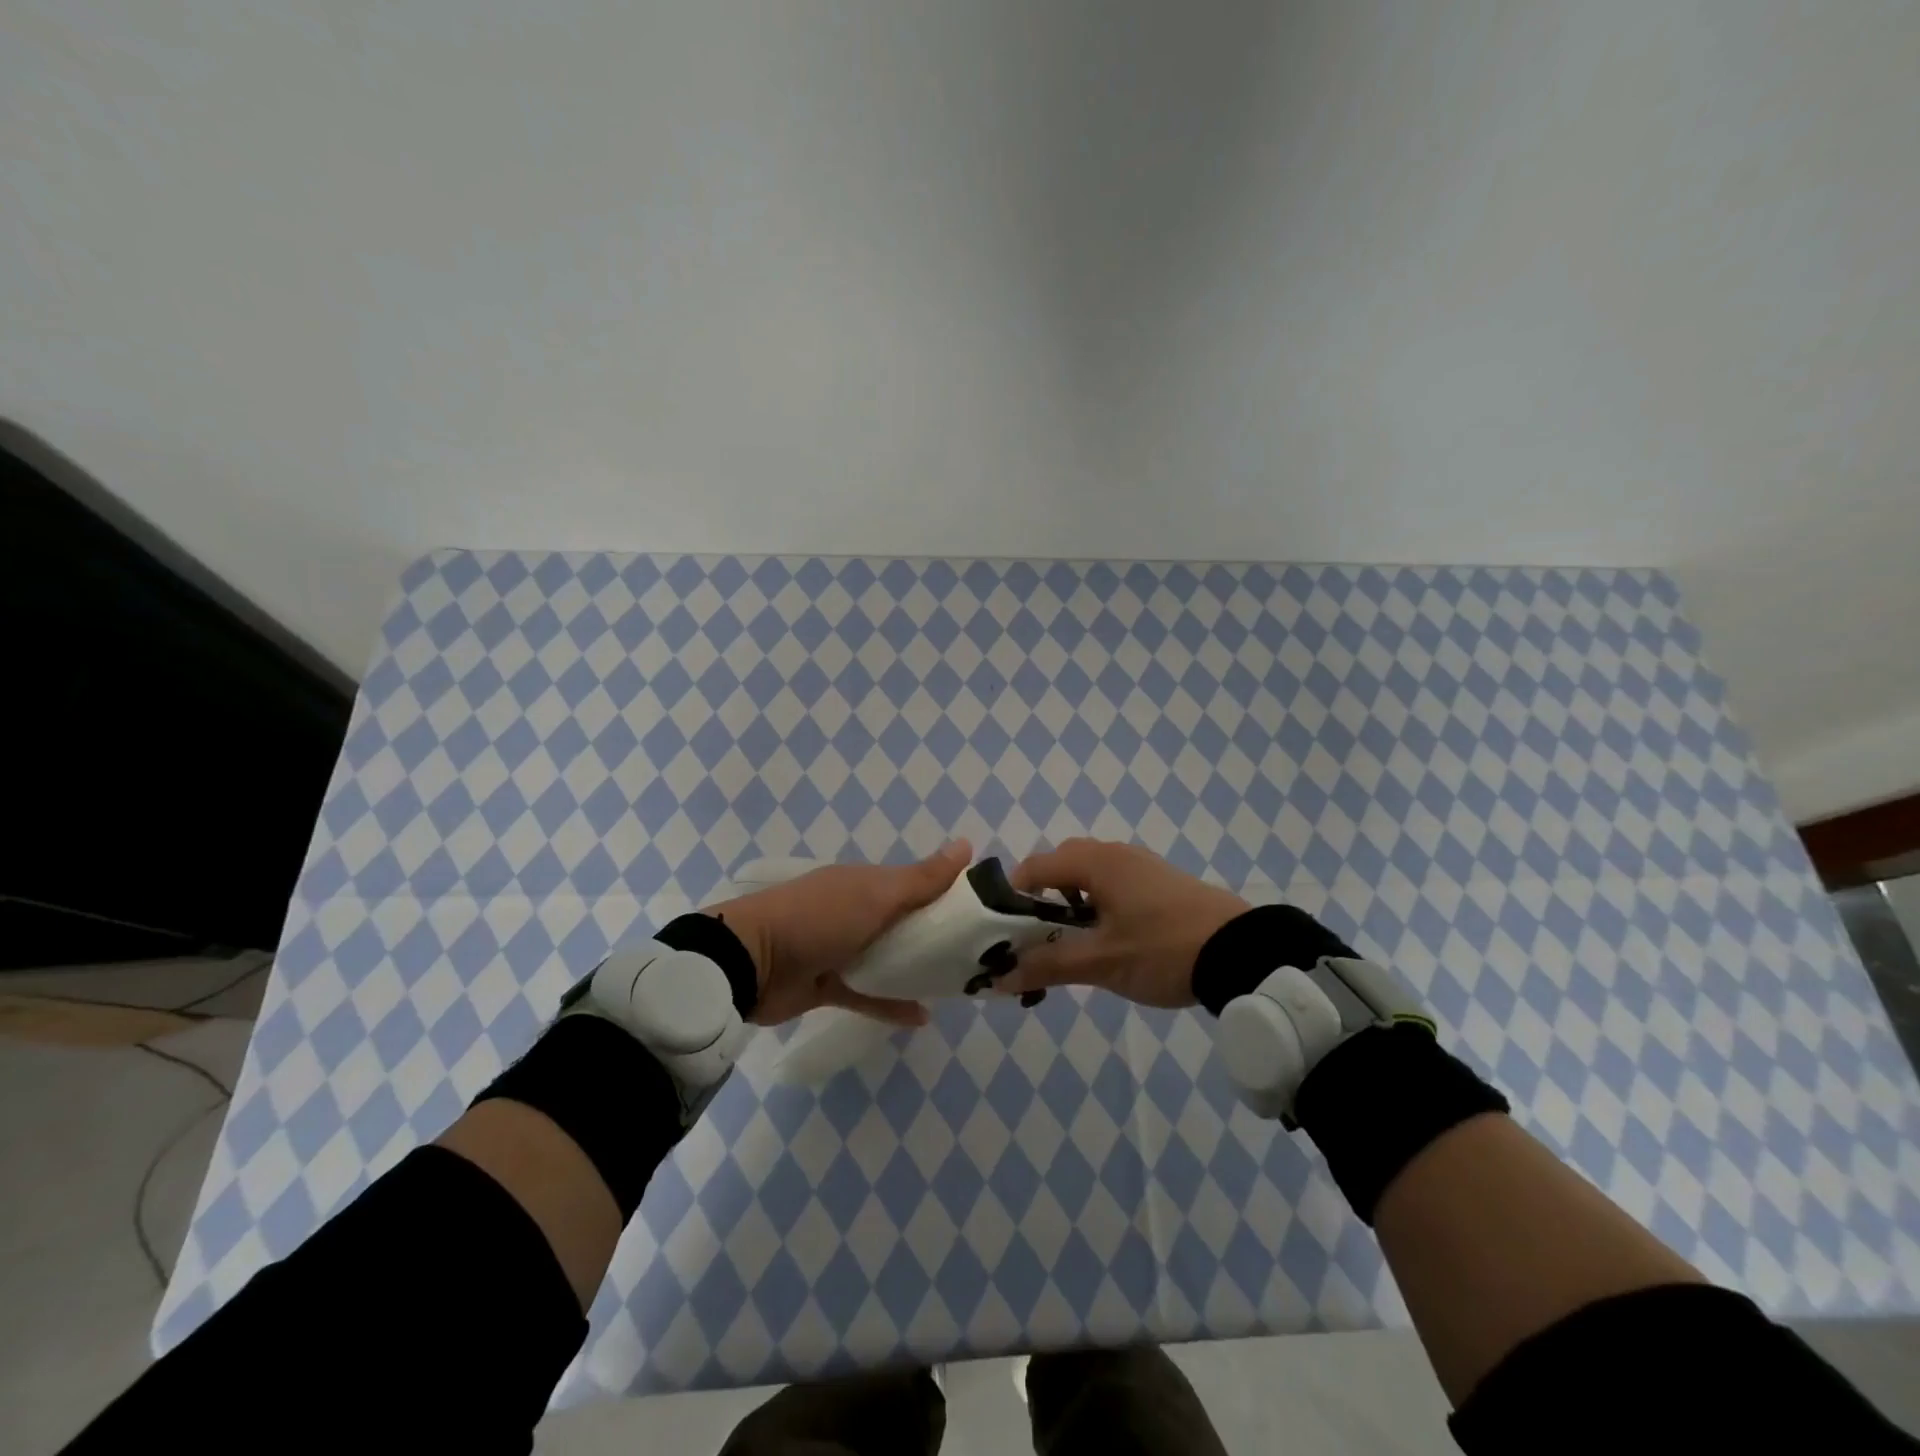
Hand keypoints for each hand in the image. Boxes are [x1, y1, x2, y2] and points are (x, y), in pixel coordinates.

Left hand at [705, 841, 971, 1026]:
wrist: (751, 962)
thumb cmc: (820, 918)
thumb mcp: (876, 894)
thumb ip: (922, 879)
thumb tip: (967, 845)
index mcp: (867, 883)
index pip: (917, 884)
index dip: (949, 894)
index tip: (985, 912)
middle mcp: (857, 911)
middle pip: (905, 923)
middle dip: (938, 936)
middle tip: (980, 956)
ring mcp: (841, 948)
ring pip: (889, 958)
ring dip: (917, 970)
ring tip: (956, 984)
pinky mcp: (829, 985)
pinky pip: (869, 994)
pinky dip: (892, 1004)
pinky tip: (923, 1017)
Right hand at [1003, 839, 1250, 1007]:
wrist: (1244, 952)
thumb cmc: (1163, 949)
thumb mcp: (1101, 962)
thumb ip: (1048, 966)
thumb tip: (999, 979)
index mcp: (1094, 861)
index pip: (1033, 868)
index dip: (1011, 900)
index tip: (1005, 937)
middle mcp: (1114, 853)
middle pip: (1059, 868)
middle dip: (1041, 904)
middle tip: (1039, 942)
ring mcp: (1141, 866)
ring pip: (1088, 878)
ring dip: (1070, 907)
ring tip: (1073, 947)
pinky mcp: (1161, 882)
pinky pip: (1113, 885)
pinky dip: (1098, 907)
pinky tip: (1109, 941)